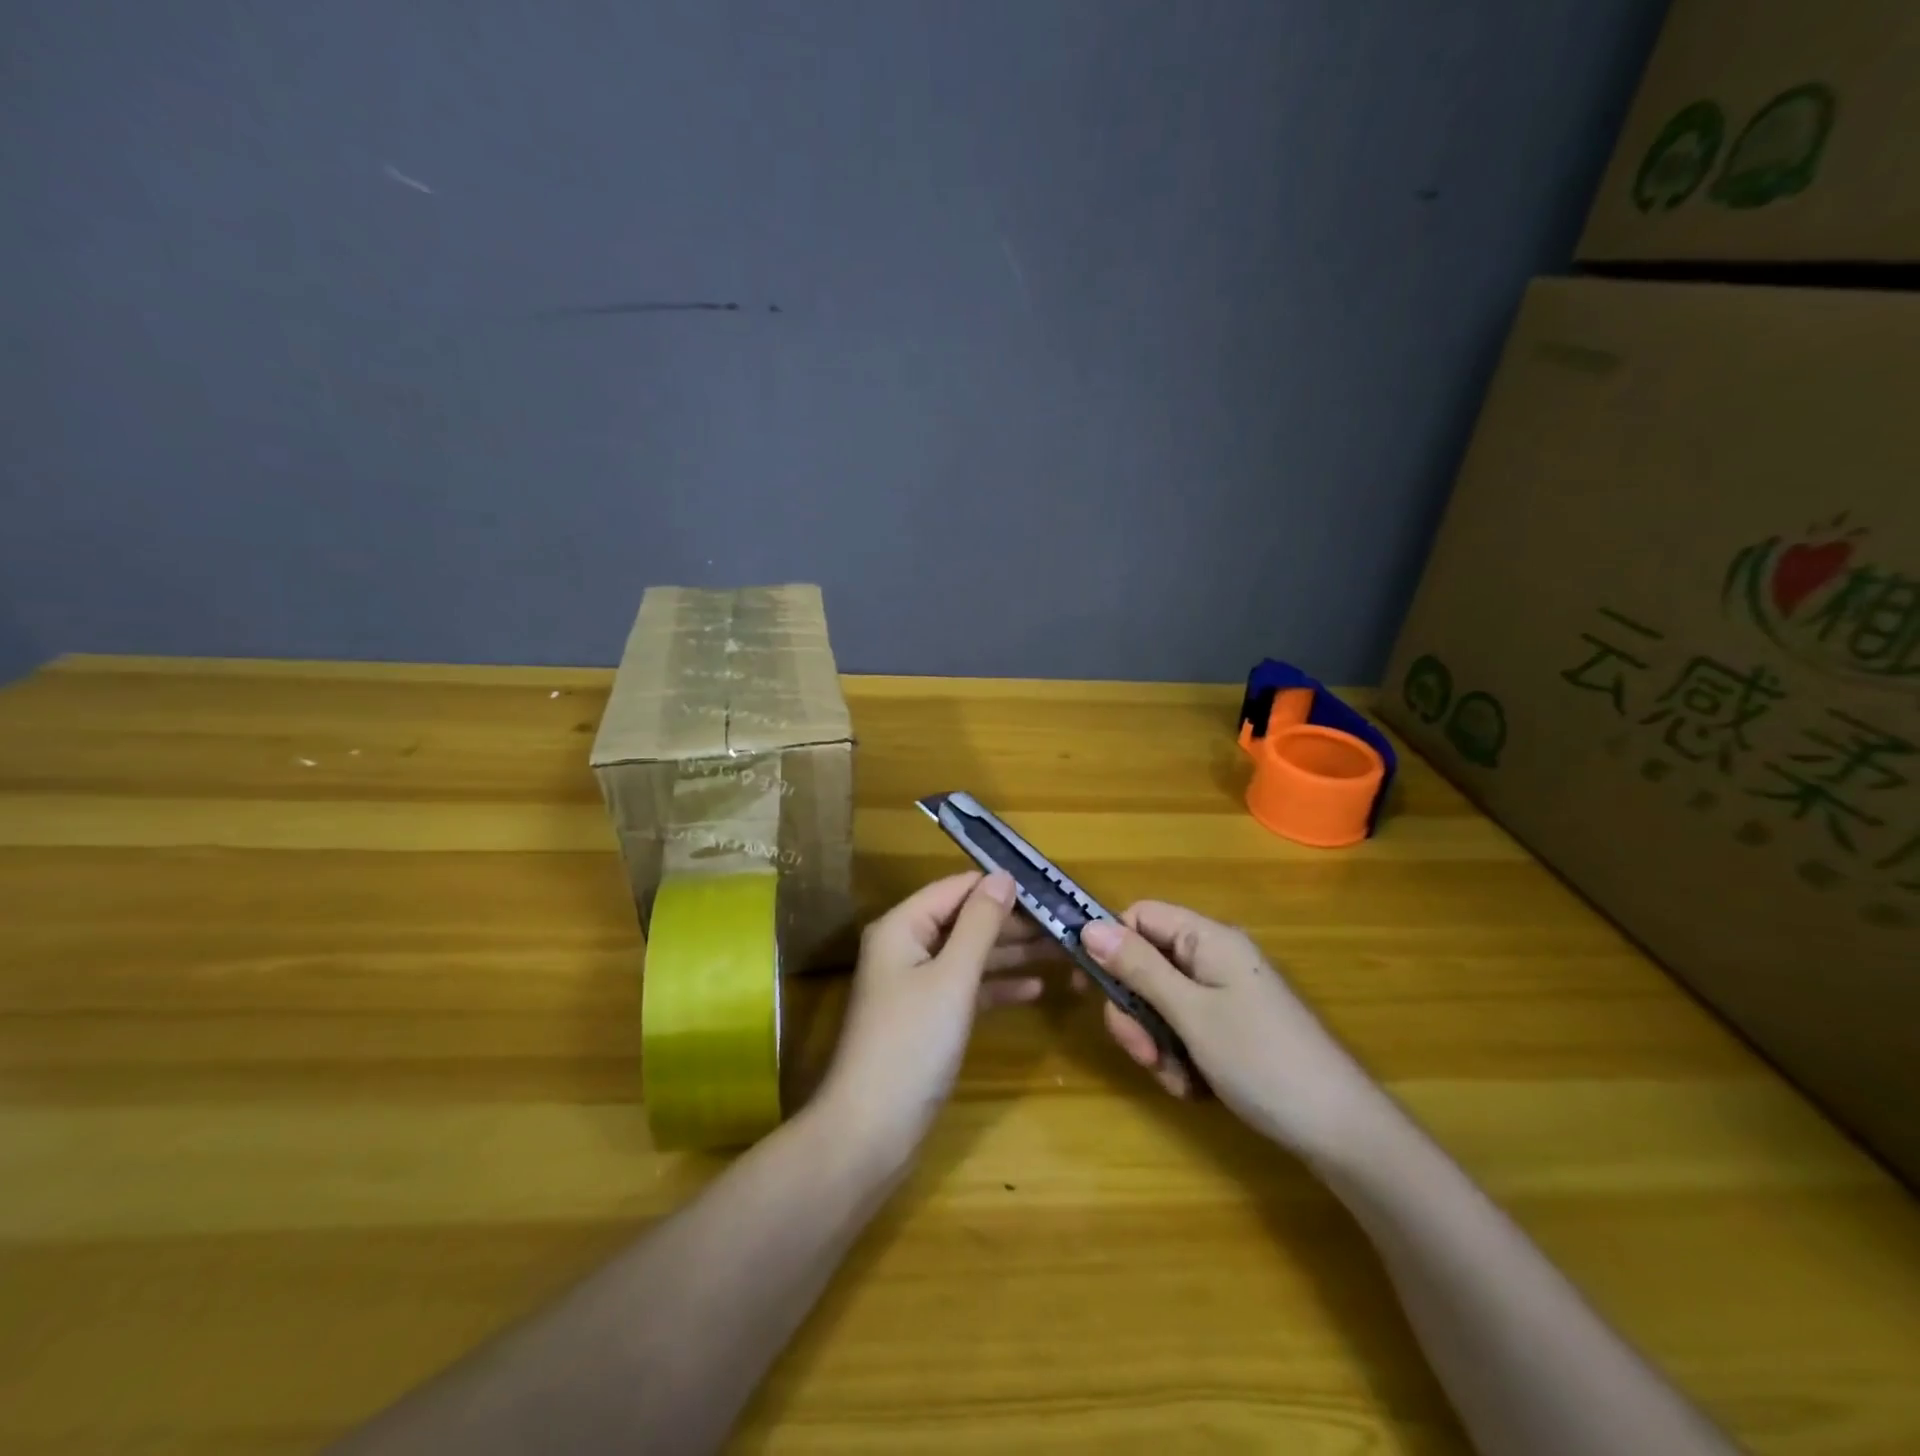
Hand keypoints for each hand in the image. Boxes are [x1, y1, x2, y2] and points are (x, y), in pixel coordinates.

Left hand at [816, 872, 1056, 1166]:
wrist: (871, 1131)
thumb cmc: (912, 1043)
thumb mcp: (952, 977)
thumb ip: (980, 924)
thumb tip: (1003, 876)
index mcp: (902, 926)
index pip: (956, 888)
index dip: (999, 885)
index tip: (1048, 890)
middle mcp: (906, 947)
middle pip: (965, 921)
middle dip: (1012, 922)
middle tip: (1064, 926)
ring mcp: (916, 984)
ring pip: (970, 956)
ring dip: (1012, 954)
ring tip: (1062, 952)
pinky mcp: (927, 1018)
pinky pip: (967, 989)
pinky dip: (997, 987)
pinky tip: (1036, 989)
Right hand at [1079, 902, 1376, 1155]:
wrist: (1340, 1132)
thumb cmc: (1261, 1060)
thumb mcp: (1190, 1013)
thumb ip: (1138, 968)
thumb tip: (1088, 927)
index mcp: (1209, 940)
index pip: (1141, 917)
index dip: (1111, 945)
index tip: (1092, 988)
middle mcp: (1215, 959)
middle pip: (1147, 965)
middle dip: (1136, 1011)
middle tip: (1144, 1053)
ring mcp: (1226, 996)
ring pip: (1162, 1004)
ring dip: (1157, 1043)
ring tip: (1176, 1079)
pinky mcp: (1233, 1030)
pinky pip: (1186, 1031)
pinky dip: (1180, 1059)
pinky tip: (1194, 1089)